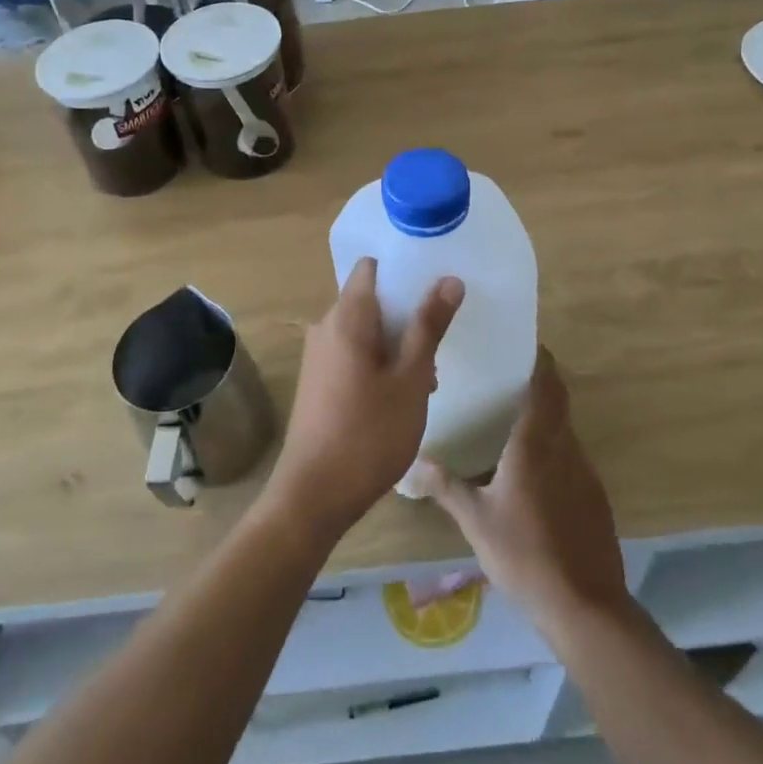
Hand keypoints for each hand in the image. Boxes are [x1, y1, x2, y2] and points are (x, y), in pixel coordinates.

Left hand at [265, 259, 463, 540]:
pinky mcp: (318, 382)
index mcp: (346, 317)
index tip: (436, 284)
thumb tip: (449, 279)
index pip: (371, 268)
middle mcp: (326, 328)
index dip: (404, 269)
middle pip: (371, 300)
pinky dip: (379, 362)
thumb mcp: (411, 380)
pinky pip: (353, 354)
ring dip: (397, 344)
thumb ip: (428, 326)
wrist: (314, 496)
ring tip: (427, 378)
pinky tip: (401, 397)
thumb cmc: (368, 433)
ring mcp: (319, 356)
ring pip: (365, 331)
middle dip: (407, 315)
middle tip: (439, 342)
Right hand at [416, 350, 628, 630]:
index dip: (540, 360)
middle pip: (558, 402)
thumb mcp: (476, 520)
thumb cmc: (524, 555)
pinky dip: (553, 449)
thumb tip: (414, 463)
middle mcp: (566, 448)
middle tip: (506, 378)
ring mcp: (586, 473)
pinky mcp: (595, 497)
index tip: (524, 344)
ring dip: (544, 419)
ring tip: (510, 422)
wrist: (584, 606)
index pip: (546, 386)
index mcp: (536, 444)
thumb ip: (446, 487)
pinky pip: (572, 457)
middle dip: (539, 384)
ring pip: (565, 430)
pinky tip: (530, 472)